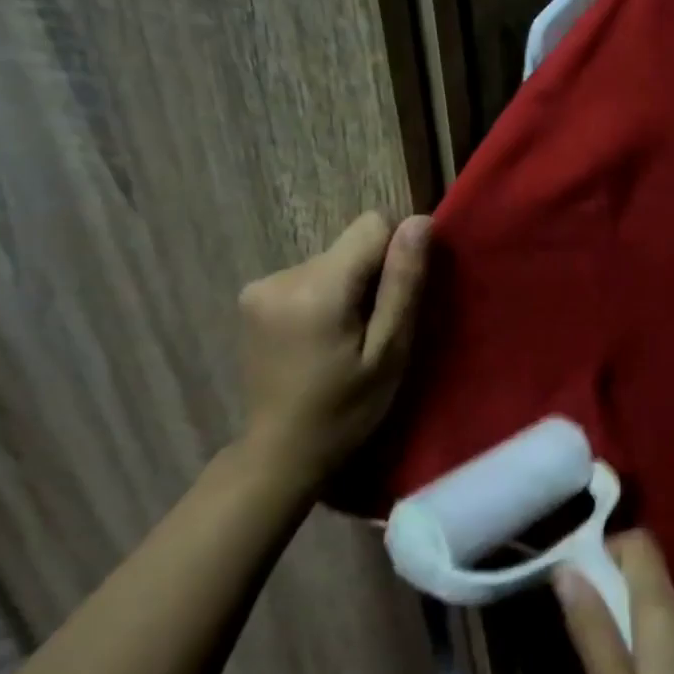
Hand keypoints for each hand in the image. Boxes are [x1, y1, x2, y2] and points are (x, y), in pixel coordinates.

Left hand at [232, 212, 430, 497]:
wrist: (280, 452)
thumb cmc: (346, 410)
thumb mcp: (389, 352)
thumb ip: (403, 283)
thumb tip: (421, 221)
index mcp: (318, 288)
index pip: (373, 225)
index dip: (396, 254)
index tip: (395, 300)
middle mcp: (282, 275)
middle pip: (350, 246)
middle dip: (370, 277)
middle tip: (371, 332)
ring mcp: (261, 285)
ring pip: (331, 260)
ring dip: (347, 289)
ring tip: (345, 340)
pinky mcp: (253, 297)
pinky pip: (309, 276)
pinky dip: (324, 297)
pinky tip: (320, 338)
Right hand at [555, 531, 673, 673]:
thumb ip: (593, 629)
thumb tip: (566, 570)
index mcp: (667, 609)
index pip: (639, 542)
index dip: (607, 551)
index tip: (582, 588)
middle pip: (648, 580)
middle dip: (617, 607)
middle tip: (601, 668)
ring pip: (664, 612)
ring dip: (640, 636)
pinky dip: (664, 653)